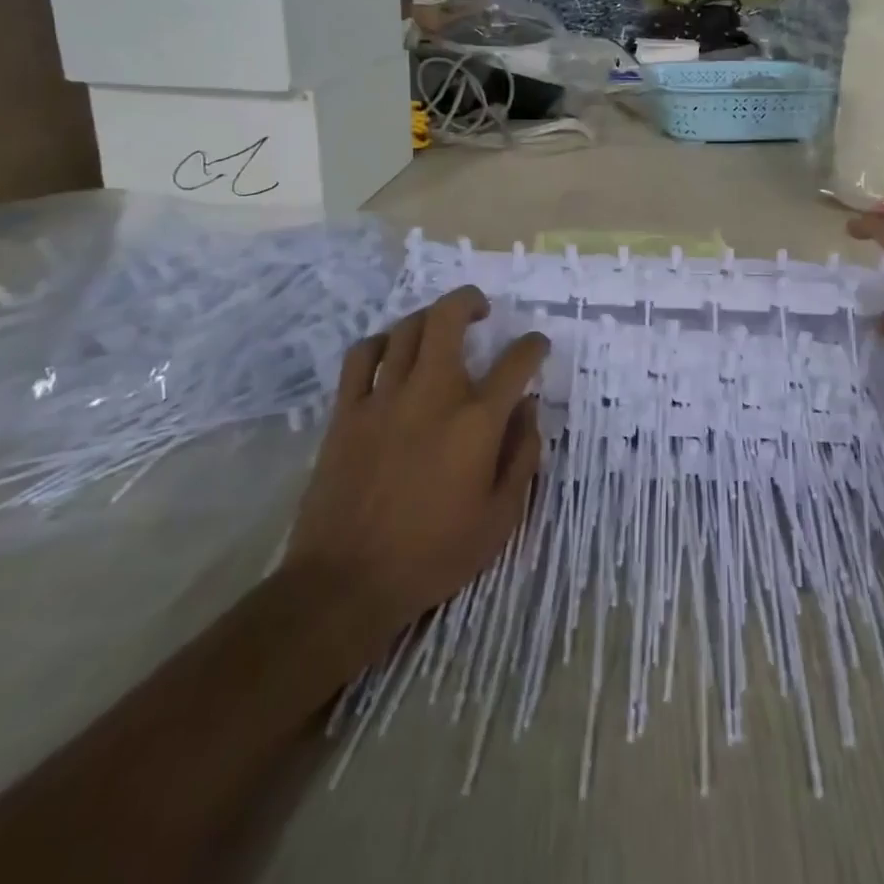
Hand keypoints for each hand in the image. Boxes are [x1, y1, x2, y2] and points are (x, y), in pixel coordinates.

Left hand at [286, 286, 548, 648]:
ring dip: (428, 317)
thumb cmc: (434, 554)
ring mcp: (384, 398)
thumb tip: (528, 409)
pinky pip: (362, 356)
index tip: (537, 346)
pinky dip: (380, 342)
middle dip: (469, 301)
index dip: (533, 347)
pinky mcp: (347, 412)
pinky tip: (390, 351)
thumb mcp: (501, 518)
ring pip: (406, 330)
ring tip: (439, 326)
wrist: (347, 582)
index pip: (515, 362)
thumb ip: (522, 456)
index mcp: (476, 421)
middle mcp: (432, 394)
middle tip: (480, 309)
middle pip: (448, 319)